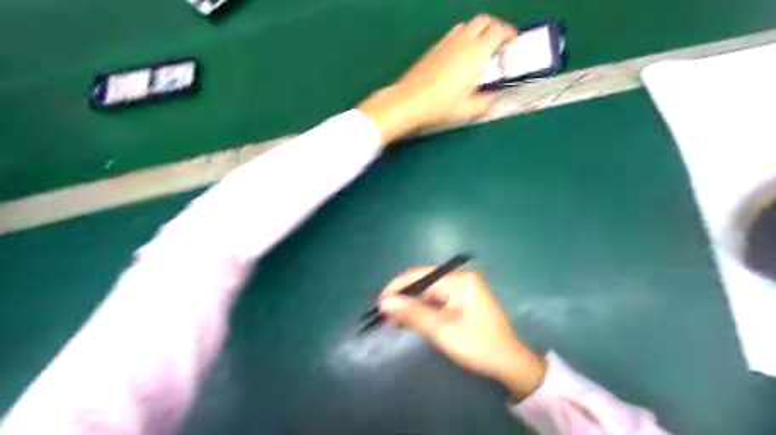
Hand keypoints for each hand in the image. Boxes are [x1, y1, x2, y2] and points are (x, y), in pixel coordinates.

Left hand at [355, 13, 513, 142]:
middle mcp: (463, 41)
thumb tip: (494, 98)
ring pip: (468, 25)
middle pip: (484, 20)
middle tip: (498, 44)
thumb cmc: (441, 105)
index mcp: (476, 52)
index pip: (499, 30)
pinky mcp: (434, 47)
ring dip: (478, 31)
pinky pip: (454, 33)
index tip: (512, 44)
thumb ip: (486, 102)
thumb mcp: (468, 109)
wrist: (409, 101)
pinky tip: (460, 56)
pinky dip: (463, 37)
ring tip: (480, 50)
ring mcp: (446, 42)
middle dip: (495, 28)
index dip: (509, 34)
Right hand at [380, 269, 547, 401]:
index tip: (378, 304)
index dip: (396, 287)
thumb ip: (412, 313)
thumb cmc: (477, 346)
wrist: (510, 364)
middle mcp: (461, 278)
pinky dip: (422, 310)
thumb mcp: (442, 330)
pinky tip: (411, 321)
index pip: (419, 275)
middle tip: (384, 317)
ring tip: (393, 322)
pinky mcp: (463, 300)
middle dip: (403, 298)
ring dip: (411, 305)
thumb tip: (384, 301)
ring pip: (428, 292)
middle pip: (423, 282)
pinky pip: (437, 300)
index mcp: (459, 280)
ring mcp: (463, 289)